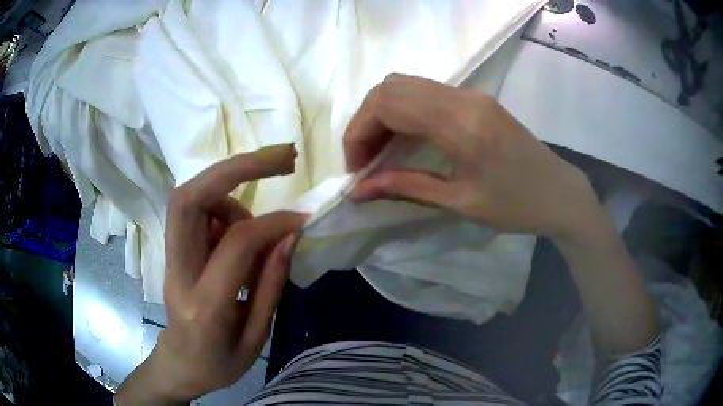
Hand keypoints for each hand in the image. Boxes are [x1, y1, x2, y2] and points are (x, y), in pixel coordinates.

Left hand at [116, 144, 305, 404]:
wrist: (180, 366)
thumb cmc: (220, 364)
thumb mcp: (256, 338)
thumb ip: (271, 284)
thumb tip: (289, 234)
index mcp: (205, 306)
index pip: (235, 245)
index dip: (272, 222)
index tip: (302, 218)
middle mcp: (178, 272)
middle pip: (188, 199)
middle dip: (236, 167)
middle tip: (282, 155)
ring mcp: (169, 259)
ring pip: (190, 198)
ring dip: (231, 192)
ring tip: (259, 223)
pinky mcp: (171, 251)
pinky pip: (194, 211)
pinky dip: (222, 207)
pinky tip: (240, 233)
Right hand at [344, 74, 601, 238]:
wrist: (560, 193)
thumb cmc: (516, 206)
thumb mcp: (459, 202)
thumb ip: (406, 188)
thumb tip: (358, 191)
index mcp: (460, 123)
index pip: (387, 104)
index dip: (359, 132)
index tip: (356, 169)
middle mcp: (462, 97)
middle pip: (390, 87)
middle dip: (365, 122)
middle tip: (365, 162)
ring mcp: (470, 93)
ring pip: (406, 85)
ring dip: (382, 115)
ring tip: (380, 153)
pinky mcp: (475, 99)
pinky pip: (425, 93)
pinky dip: (403, 112)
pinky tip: (404, 140)